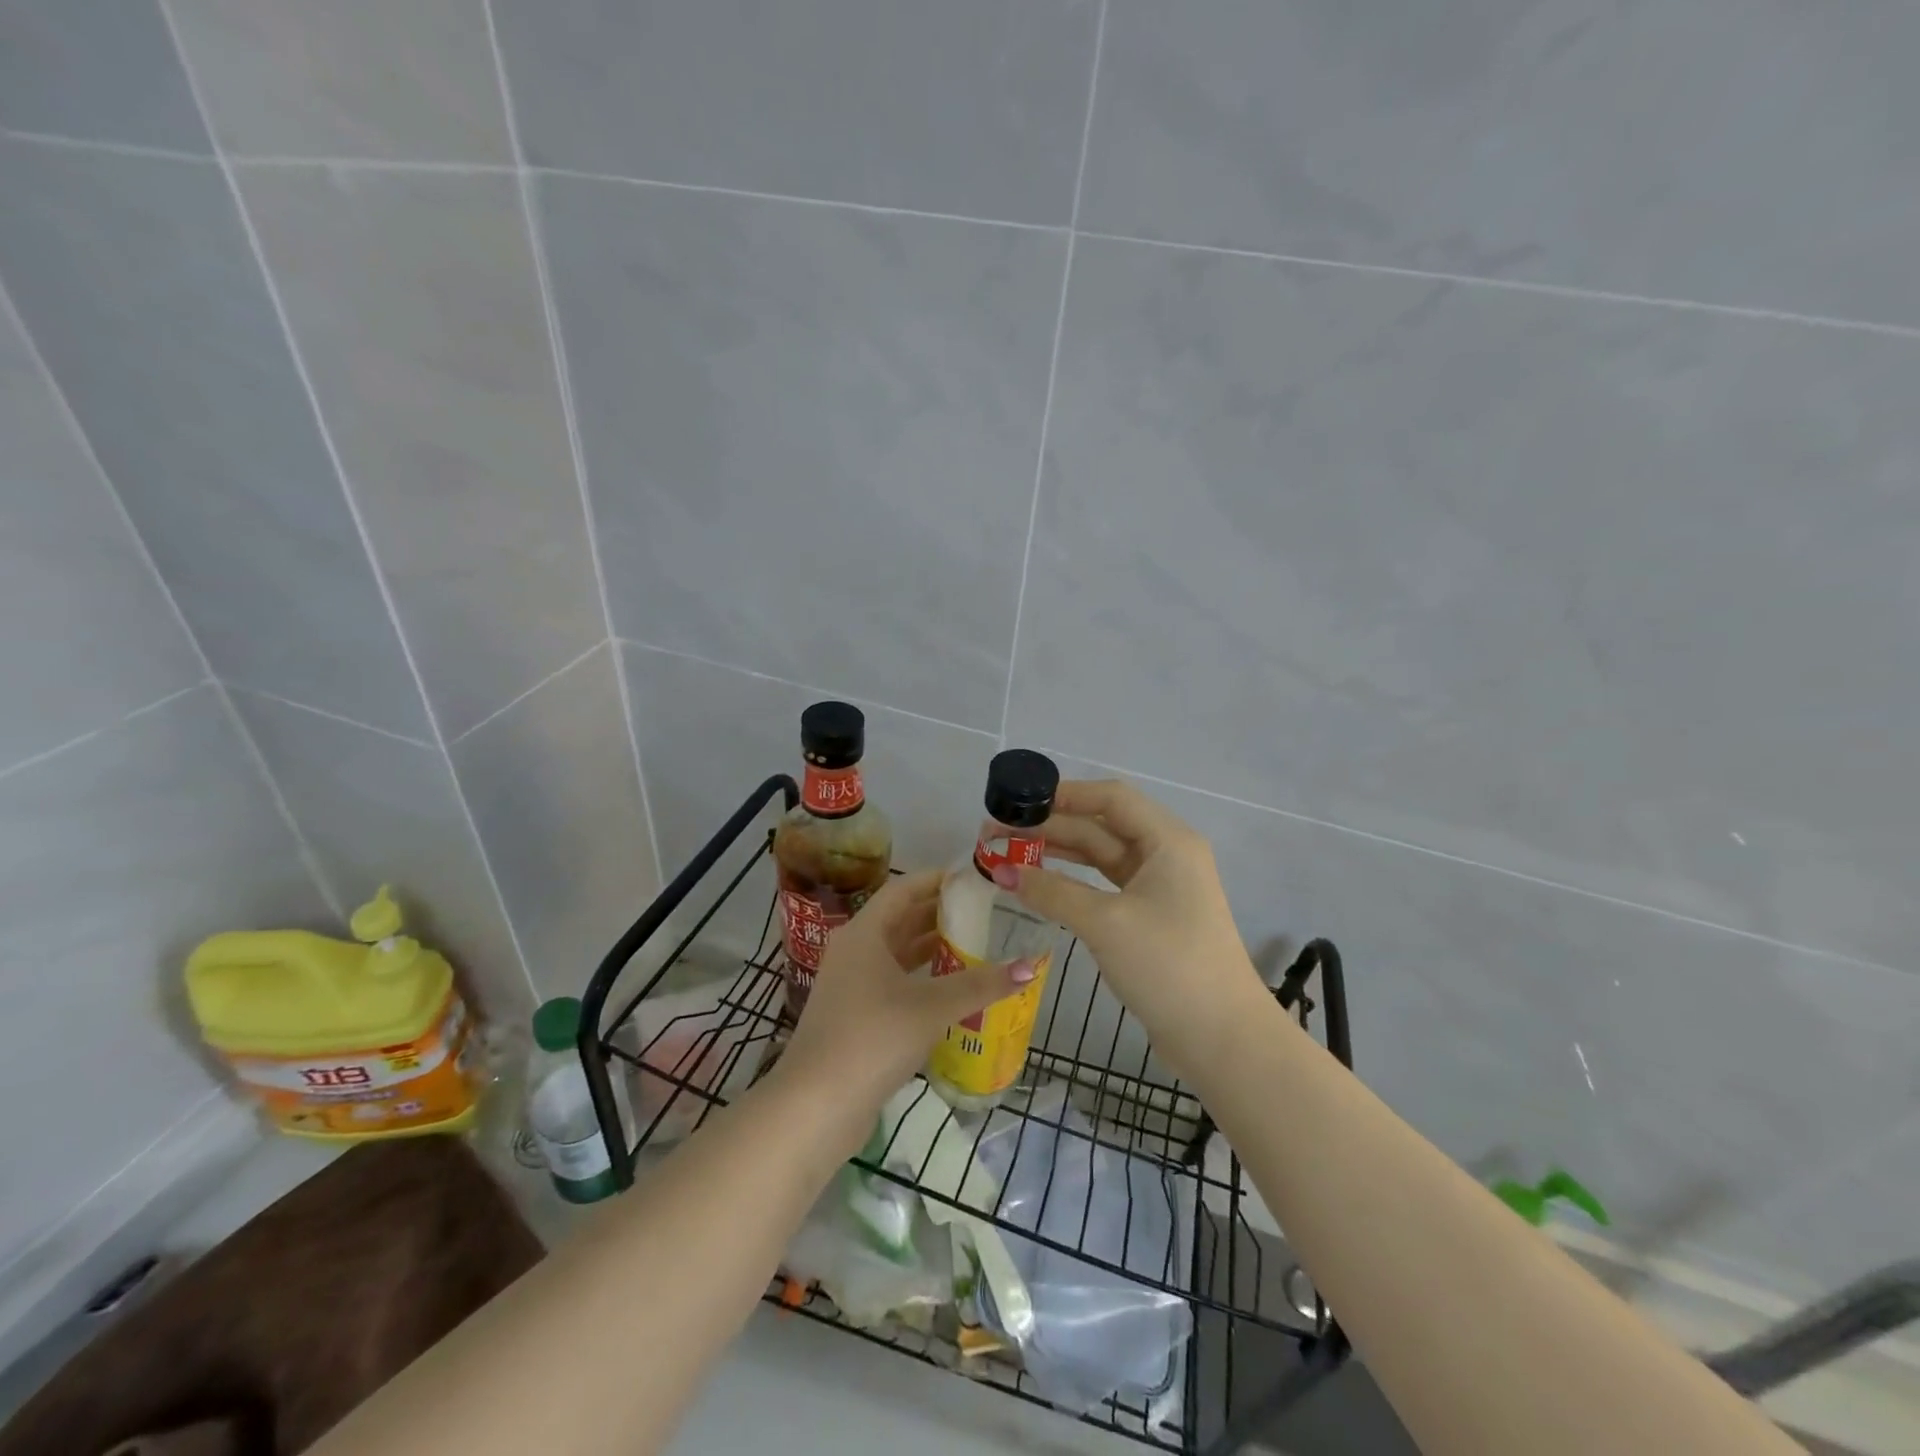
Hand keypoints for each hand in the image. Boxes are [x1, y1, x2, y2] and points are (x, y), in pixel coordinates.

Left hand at [781, 870, 1035, 1116]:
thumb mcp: (932, 1006)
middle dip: (941, 915)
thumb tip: (1030, 966)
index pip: (903, 890)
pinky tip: (953, 991)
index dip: (938, 880)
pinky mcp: (855, 1017)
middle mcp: (854, 951)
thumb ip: (980, 984)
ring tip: (977, 946)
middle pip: (901, 920)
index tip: (974, 879)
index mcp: (864, 933)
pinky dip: (922, 980)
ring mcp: (851, 986)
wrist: (816, 1106)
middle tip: (985, 912)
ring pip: (898, 955)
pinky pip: (894, 984)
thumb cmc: (873, 1038)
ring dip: (933, 950)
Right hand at [990, 780, 1266, 1081]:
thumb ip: (1052, 891)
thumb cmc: (1169, 965)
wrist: (1221, 1038)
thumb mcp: (1106, 923)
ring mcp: (1158, 887)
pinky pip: (1103, 885)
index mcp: (1167, 840)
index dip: (1063, 794)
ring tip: (1006, 855)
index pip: (1110, 798)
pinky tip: (1037, 884)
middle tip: (996, 835)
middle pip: (1100, 826)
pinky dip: (1070, 882)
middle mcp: (1165, 854)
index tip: (1018, 802)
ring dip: (1055, 853)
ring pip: (1099, 856)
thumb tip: (1001, 870)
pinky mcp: (1149, 916)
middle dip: (1049, 828)